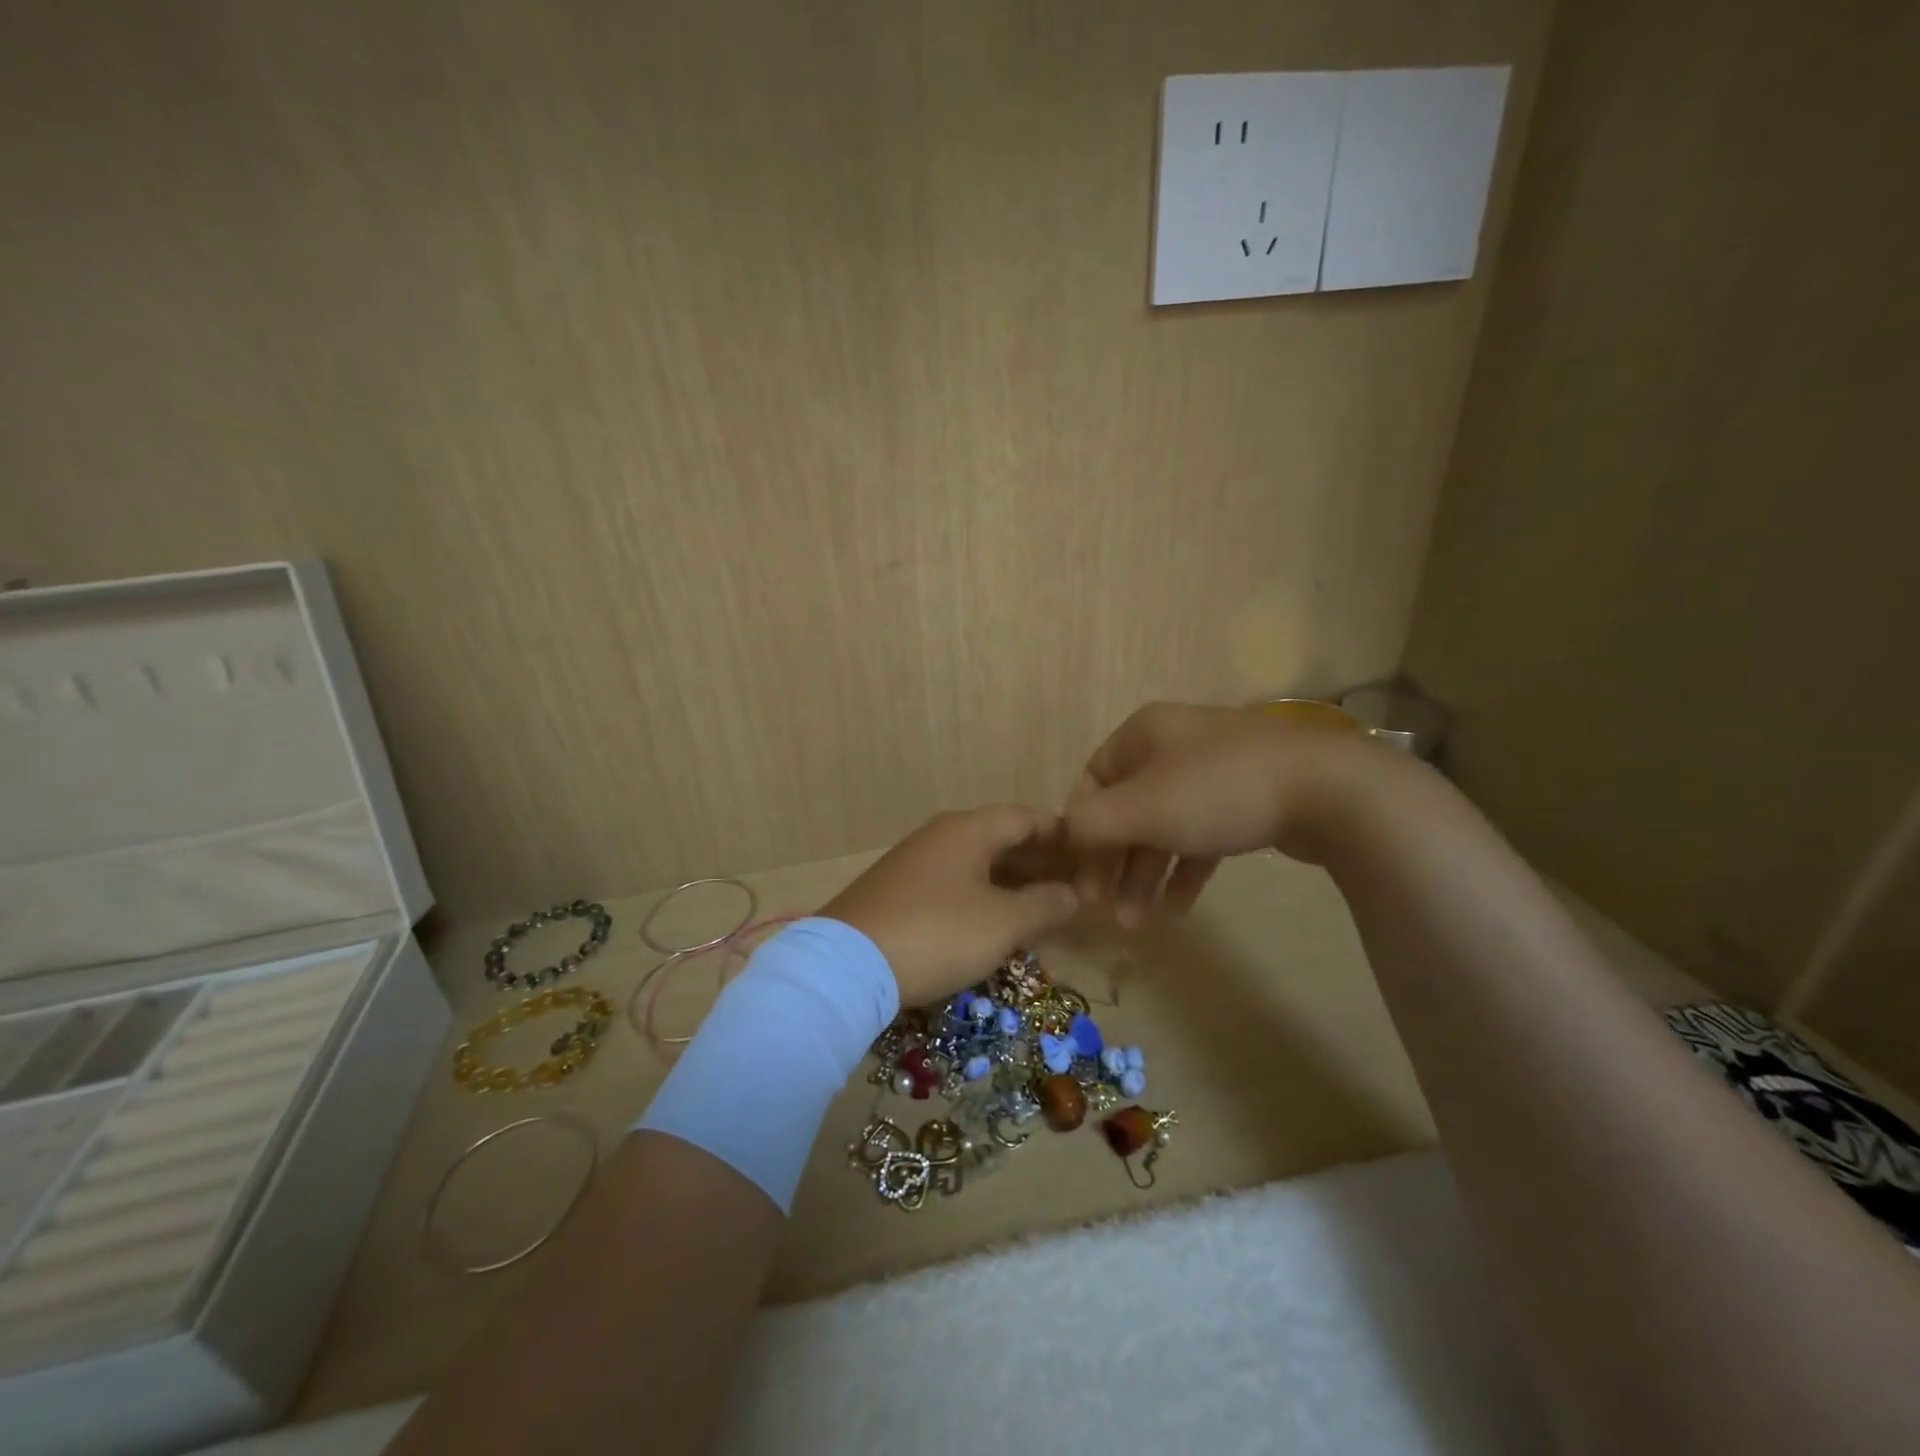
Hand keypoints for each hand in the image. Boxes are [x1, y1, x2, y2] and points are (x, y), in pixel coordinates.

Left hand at [823, 805, 1080, 1006]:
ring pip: (975, 864)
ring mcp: (914, 862)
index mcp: (968, 830)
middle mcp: (940, 836)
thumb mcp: (1002, 923)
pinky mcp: (896, 891)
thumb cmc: (937, 933)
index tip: (1088, 854)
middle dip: (1037, 861)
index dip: (1060, 833)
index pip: (1025, 817)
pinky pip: (952, 884)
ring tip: (1039, 909)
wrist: (847, 965)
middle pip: (1000, 838)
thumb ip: (1044, 905)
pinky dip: (980, 897)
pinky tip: (991, 924)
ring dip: (1010, 883)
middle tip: (1070, 887)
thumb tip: (1073, 894)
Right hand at [1063, 701, 1383, 925]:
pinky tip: (1180, 908)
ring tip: (1137, 922)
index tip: (1080, 876)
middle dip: (1114, 862)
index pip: (1092, 781)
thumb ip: (1090, 823)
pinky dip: (1186, 869)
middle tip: (1105, 908)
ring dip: (1146, 874)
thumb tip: (1064, 836)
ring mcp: (1214, 771)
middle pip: (1126, 808)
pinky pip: (1201, 836)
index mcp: (1144, 733)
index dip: (1080, 830)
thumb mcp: (1141, 808)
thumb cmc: (1217, 791)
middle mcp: (1174, 745)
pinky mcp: (1248, 799)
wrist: (1328, 789)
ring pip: (1164, 826)